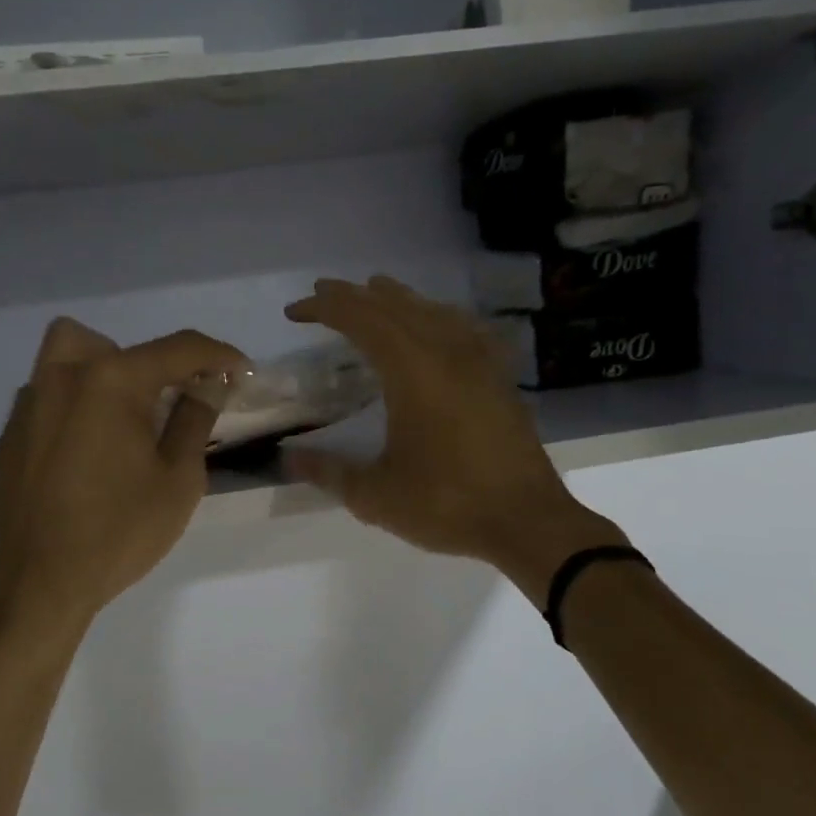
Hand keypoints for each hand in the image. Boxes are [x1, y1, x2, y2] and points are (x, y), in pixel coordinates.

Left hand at [0, 317, 244, 627]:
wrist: (41, 583)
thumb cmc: (119, 532)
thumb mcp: (178, 479)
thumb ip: (195, 420)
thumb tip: (208, 386)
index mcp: (111, 382)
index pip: (177, 349)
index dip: (218, 355)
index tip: (242, 371)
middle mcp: (63, 377)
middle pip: (111, 343)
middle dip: (149, 363)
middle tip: (167, 405)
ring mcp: (29, 404)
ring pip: (66, 357)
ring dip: (103, 373)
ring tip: (122, 422)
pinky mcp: (11, 433)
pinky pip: (47, 395)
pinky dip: (75, 405)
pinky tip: (86, 452)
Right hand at [282, 276, 623, 578]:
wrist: (528, 523)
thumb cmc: (446, 504)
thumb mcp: (375, 495)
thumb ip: (328, 471)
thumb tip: (287, 458)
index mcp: (413, 371)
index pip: (361, 321)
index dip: (325, 309)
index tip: (295, 311)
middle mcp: (447, 353)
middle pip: (395, 307)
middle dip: (354, 295)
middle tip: (323, 292)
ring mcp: (479, 362)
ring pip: (433, 311)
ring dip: (397, 300)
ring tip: (374, 292)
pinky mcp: (499, 378)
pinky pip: (464, 329)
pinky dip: (439, 317)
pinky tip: (438, 324)